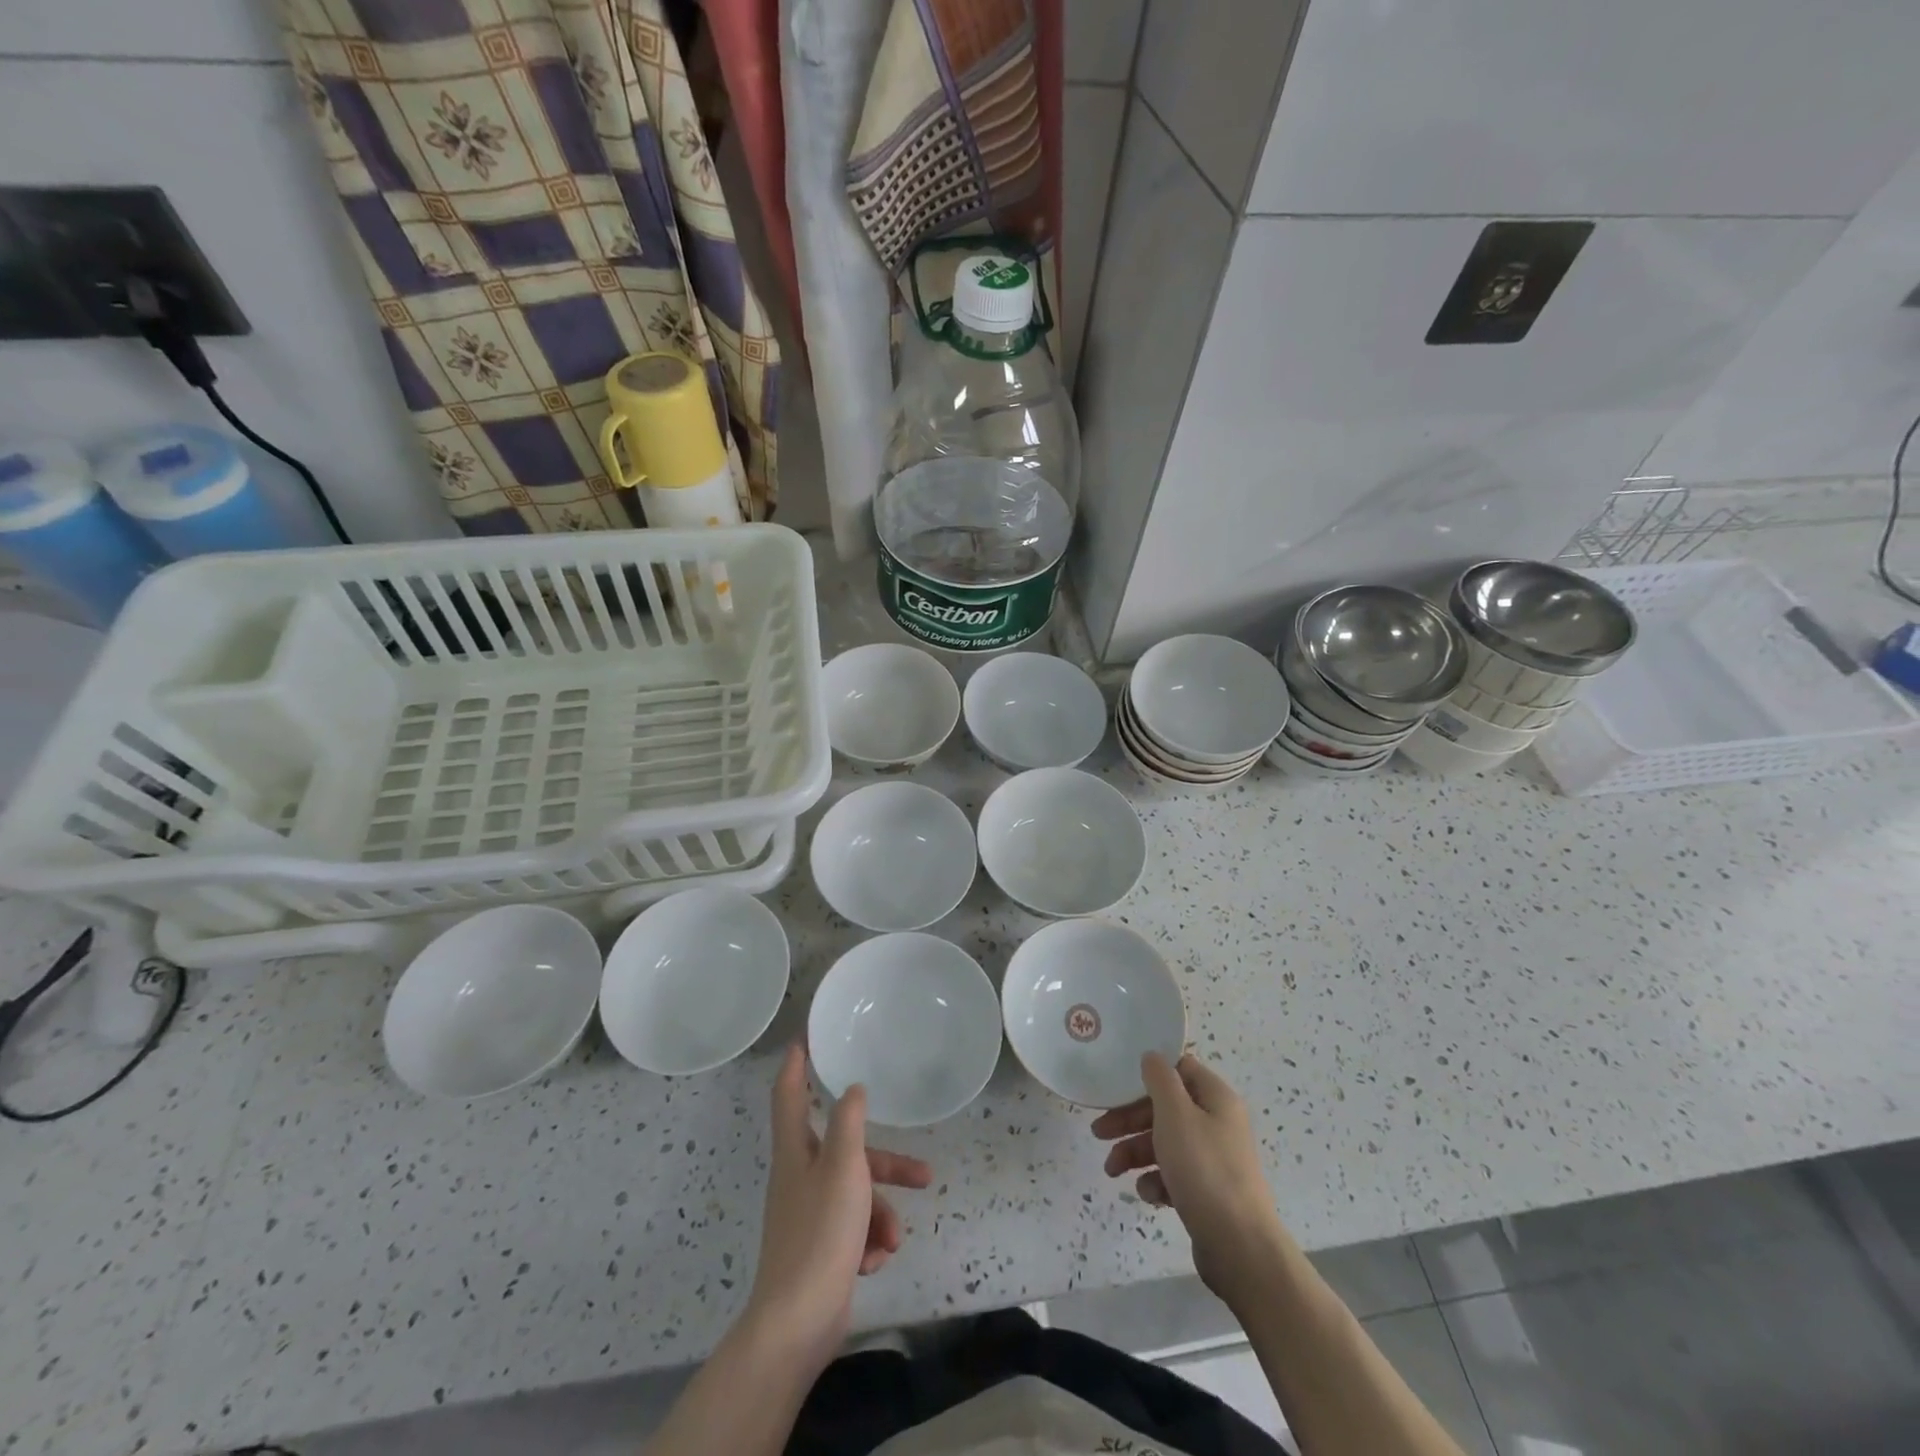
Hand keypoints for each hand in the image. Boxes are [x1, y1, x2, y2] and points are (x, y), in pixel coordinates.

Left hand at [744, 1045, 932, 1369]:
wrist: (798, 1323)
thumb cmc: (820, 1232)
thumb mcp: (843, 1167)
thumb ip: (849, 1123)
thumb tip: (853, 1089)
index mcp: (796, 1151)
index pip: (790, 1094)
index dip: (796, 1065)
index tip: (804, 1039)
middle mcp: (800, 1177)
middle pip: (846, 1153)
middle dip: (885, 1165)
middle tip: (923, 1173)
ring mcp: (809, 1214)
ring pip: (857, 1195)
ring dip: (881, 1215)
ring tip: (894, 1241)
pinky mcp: (821, 1247)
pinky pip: (853, 1228)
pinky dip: (868, 1241)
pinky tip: (873, 1262)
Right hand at [1093, 1052, 1284, 1298]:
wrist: (1240, 1247)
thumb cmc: (1204, 1170)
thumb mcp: (1175, 1114)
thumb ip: (1160, 1079)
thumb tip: (1152, 1056)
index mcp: (1216, 1098)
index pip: (1179, 1070)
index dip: (1148, 1076)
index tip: (1118, 1086)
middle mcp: (1217, 1124)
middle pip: (1166, 1109)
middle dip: (1129, 1120)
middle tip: (1098, 1132)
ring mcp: (1213, 1160)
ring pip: (1165, 1143)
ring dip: (1135, 1152)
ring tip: (1112, 1170)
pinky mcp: (1207, 1192)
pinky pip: (1174, 1175)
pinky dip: (1156, 1181)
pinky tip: (1149, 1194)